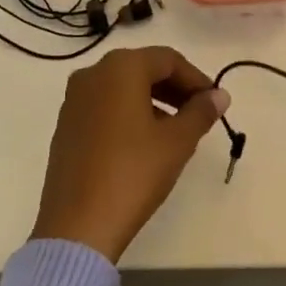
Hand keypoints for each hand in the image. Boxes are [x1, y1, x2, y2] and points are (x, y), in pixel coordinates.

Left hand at [31, 46, 231, 263]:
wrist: (78, 225)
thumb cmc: (133, 173)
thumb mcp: (177, 142)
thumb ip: (201, 112)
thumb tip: (220, 95)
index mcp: (120, 67)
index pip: (168, 59)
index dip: (196, 78)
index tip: (215, 102)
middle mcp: (93, 73)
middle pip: (143, 69)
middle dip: (174, 88)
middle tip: (199, 114)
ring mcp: (74, 99)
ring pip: (122, 88)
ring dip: (153, 101)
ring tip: (175, 131)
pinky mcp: (66, 125)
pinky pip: (104, 106)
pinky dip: (128, 114)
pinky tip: (143, 144)